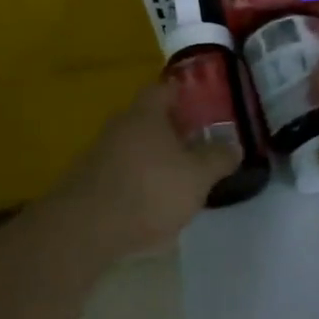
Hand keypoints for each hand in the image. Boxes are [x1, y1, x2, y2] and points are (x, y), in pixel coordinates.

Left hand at [60, 82, 240, 253]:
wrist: (84, 230)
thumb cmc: (149, 191)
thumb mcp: (197, 176)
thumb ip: (218, 159)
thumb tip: (234, 146)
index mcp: (146, 113)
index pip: (164, 89)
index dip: (184, 94)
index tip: (201, 105)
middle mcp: (119, 126)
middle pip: (148, 118)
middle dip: (171, 129)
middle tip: (196, 143)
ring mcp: (99, 154)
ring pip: (134, 147)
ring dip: (154, 158)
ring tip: (178, 178)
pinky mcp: (87, 183)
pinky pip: (120, 172)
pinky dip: (137, 181)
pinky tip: (151, 204)